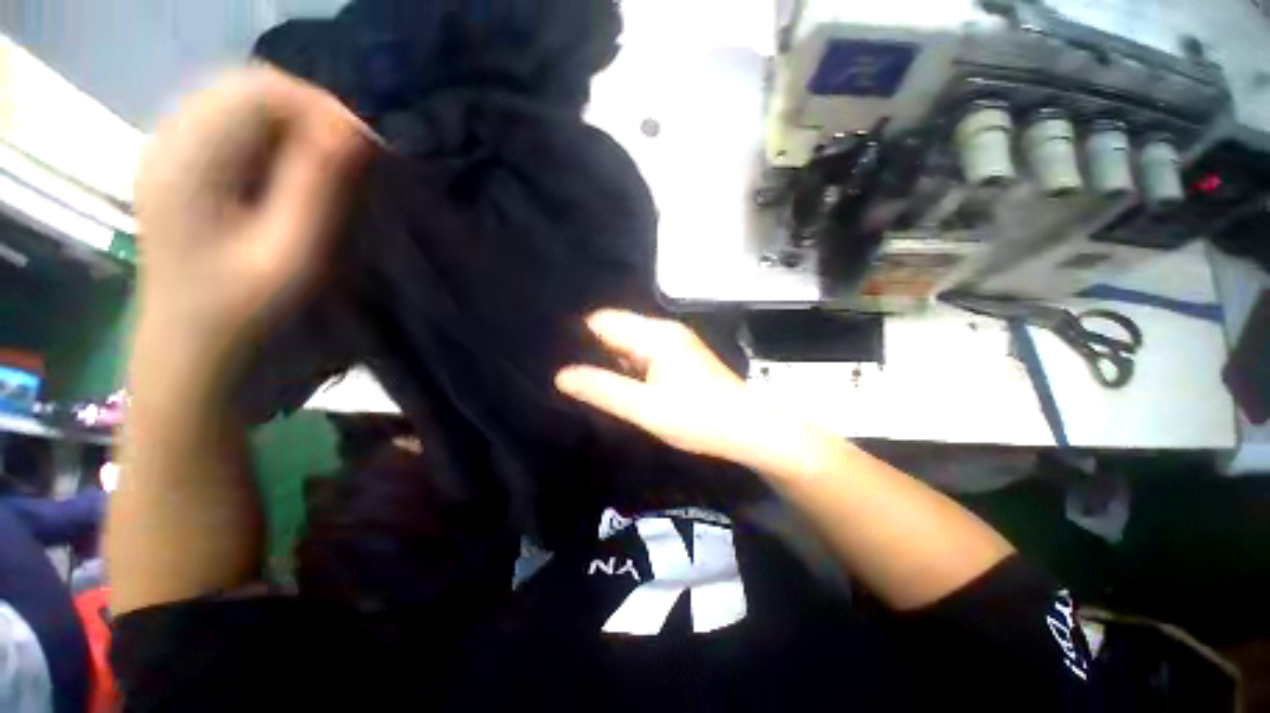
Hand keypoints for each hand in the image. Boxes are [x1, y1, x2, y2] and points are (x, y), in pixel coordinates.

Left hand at [133, 66, 370, 372]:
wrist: (190, 347)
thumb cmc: (245, 311)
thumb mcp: (293, 255)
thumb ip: (319, 190)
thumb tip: (351, 132)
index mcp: (190, 162)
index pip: (262, 93)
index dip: (323, 110)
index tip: (368, 152)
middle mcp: (170, 141)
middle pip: (249, 87)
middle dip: (312, 113)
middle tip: (354, 157)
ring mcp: (168, 150)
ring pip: (240, 100)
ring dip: (294, 122)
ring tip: (330, 163)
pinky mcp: (177, 164)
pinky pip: (230, 121)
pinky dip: (272, 133)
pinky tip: (293, 167)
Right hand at [555, 310, 766, 461]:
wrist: (748, 428)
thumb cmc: (697, 418)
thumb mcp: (645, 408)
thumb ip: (603, 390)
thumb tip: (561, 375)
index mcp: (654, 335)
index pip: (603, 320)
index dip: (579, 336)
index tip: (557, 357)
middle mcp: (664, 331)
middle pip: (616, 329)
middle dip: (593, 349)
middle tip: (573, 376)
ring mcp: (675, 343)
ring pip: (630, 343)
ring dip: (611, 359)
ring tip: (591, 382)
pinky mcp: (680, 358)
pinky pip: (644, 354)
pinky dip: (629, 367)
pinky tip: (622, 386)